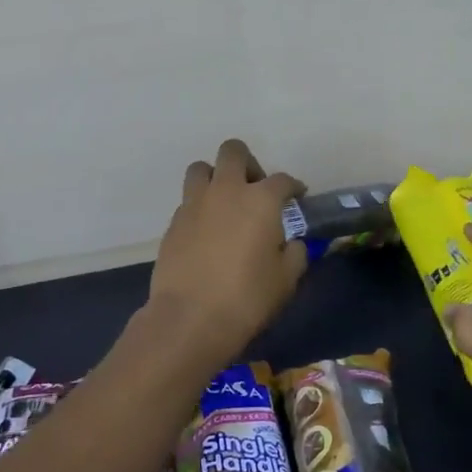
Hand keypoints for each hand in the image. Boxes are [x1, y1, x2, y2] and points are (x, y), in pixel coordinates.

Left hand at [145, 139, 306, 376]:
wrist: (189, 319)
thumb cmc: (247, 298)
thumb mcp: (286, 280)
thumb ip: (294, 254)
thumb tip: (291, 243)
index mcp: (260, 200)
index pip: (283, 180)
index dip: (293, 187)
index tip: (297, 197)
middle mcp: (227, 190)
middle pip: (234, 152)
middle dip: (248, 163)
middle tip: (255, 189)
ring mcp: (195, 203)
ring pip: (202, 168)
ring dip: (216, 177)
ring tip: (224, 202)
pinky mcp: (174, 222)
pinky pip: (189, 200)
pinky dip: (200, 207)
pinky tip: (207, 231)